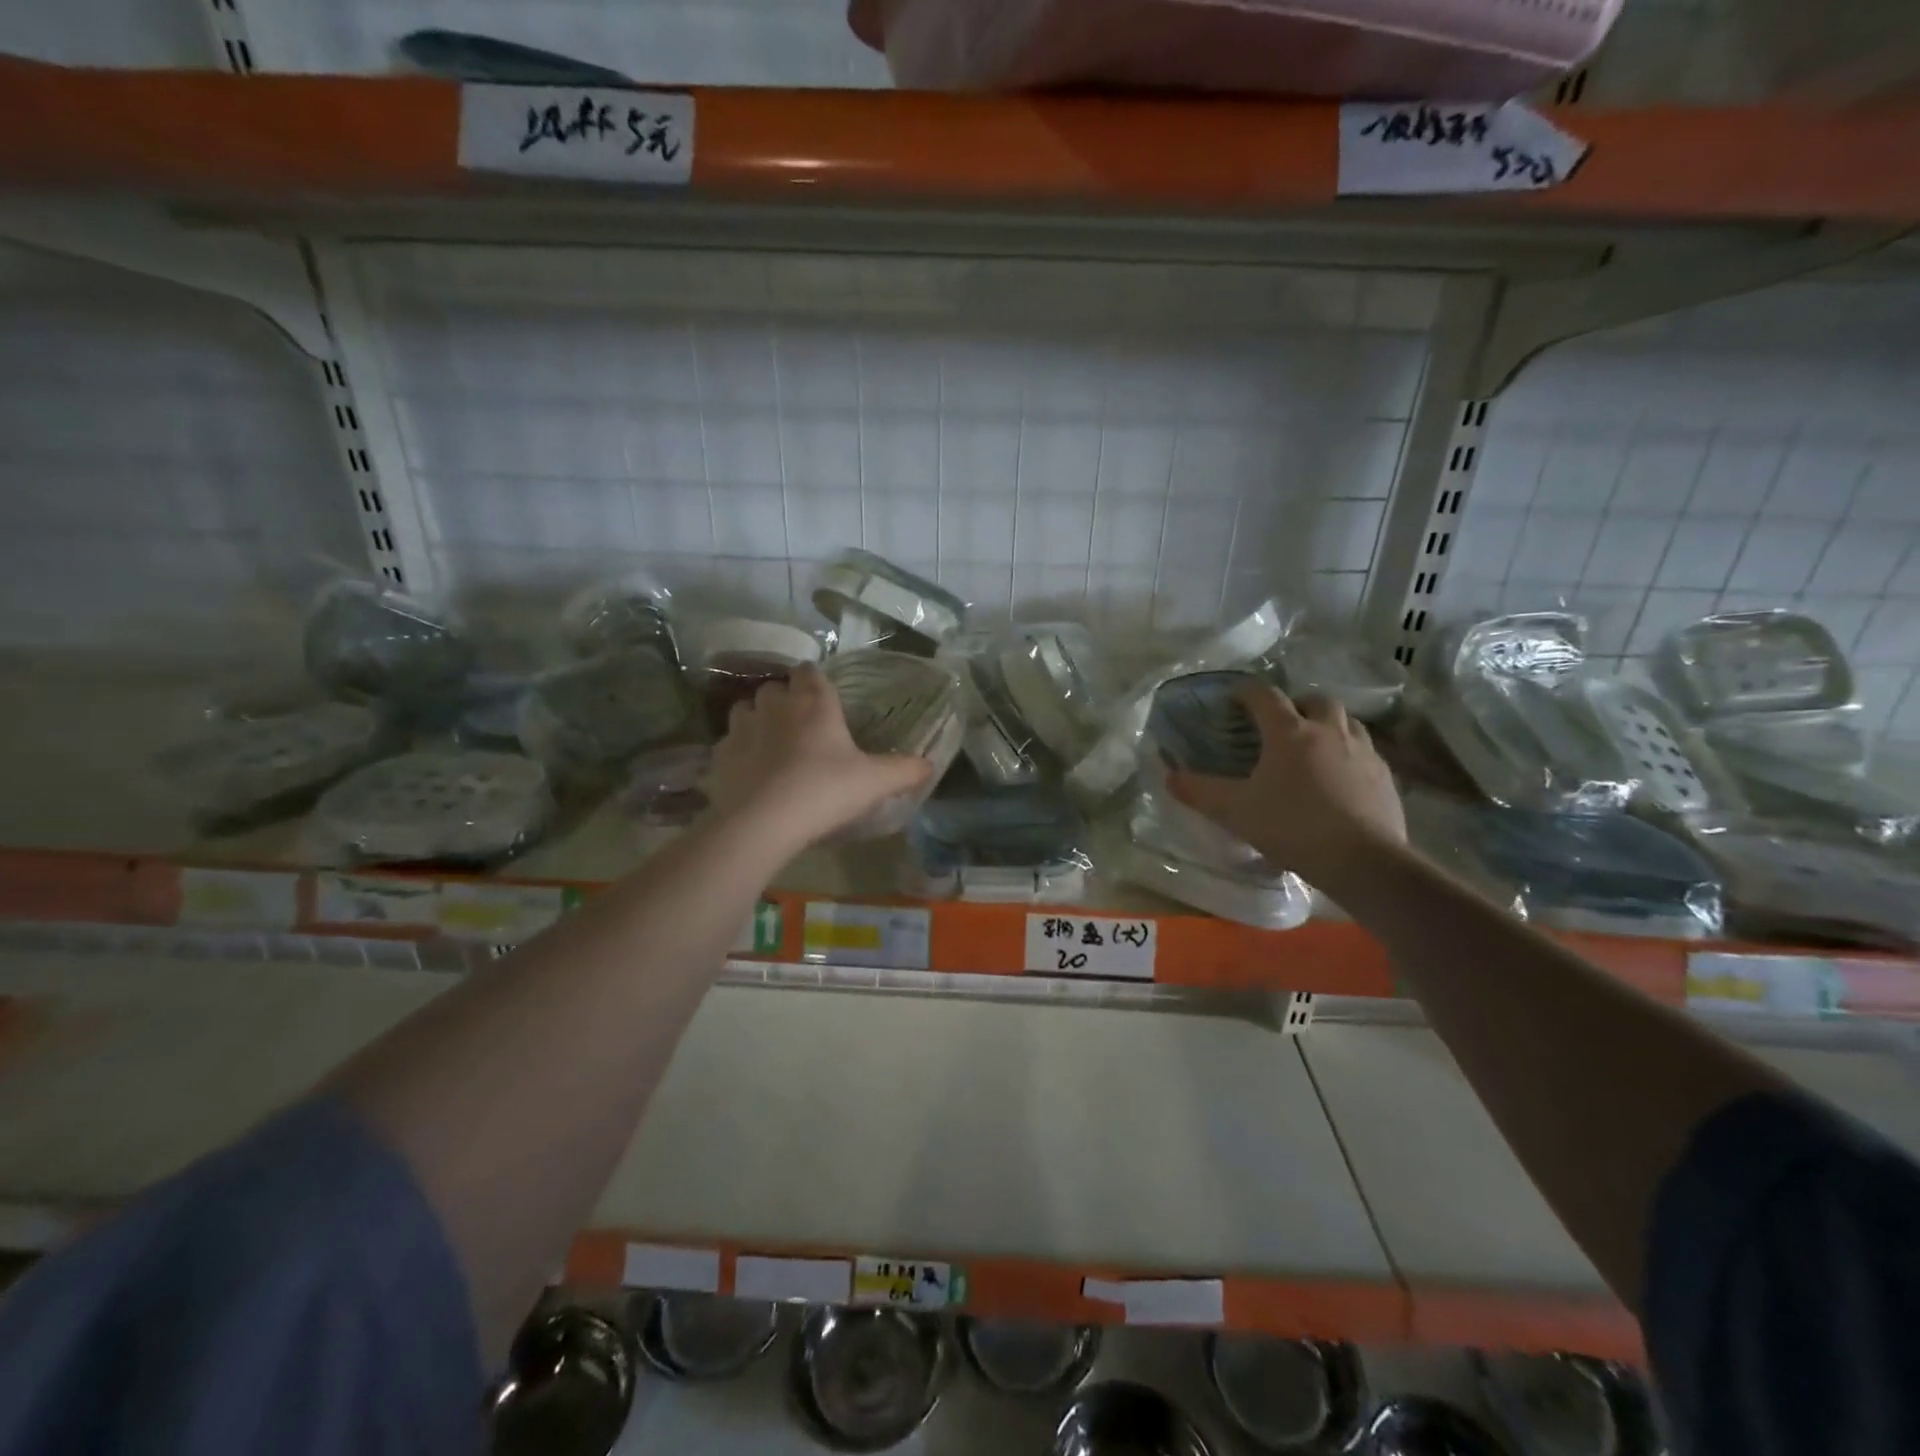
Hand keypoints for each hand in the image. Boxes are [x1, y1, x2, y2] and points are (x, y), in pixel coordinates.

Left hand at [706, 663, 934, 852]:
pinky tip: (749, 772)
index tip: (823, 695)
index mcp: (813, 703)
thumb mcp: (876, 783)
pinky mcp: (719, 756)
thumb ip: (905, 770)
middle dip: (785, 699)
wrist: (764, 823)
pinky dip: (738, 752)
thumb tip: (930, 764)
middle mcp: (775, 706)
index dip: (815, 680)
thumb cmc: (825, 791)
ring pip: (745, 710)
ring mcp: (741, 729)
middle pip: (775, 688)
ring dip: (757, 720)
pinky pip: (728, 744)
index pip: (810, 672)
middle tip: (800, 724)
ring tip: (771, 743)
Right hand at [1167, 687, 1405, 890]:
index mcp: (1290, 732)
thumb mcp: (1236, 811)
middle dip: (1297, 704)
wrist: (1363, 860)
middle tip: (1281, 722)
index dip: (1247, 692)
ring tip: (1314, 746)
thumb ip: (1200, 791)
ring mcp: (1363, 752)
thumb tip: (1169, 776)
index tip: (1235, 698)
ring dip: (1329, 725)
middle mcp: (1329, 731)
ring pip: (1347, 722)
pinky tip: (1340, 778)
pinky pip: (1366, 752)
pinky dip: (1349, 754)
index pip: (1265, 696)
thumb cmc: (1292, 826)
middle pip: (1316, 700)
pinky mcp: (1385, 777)